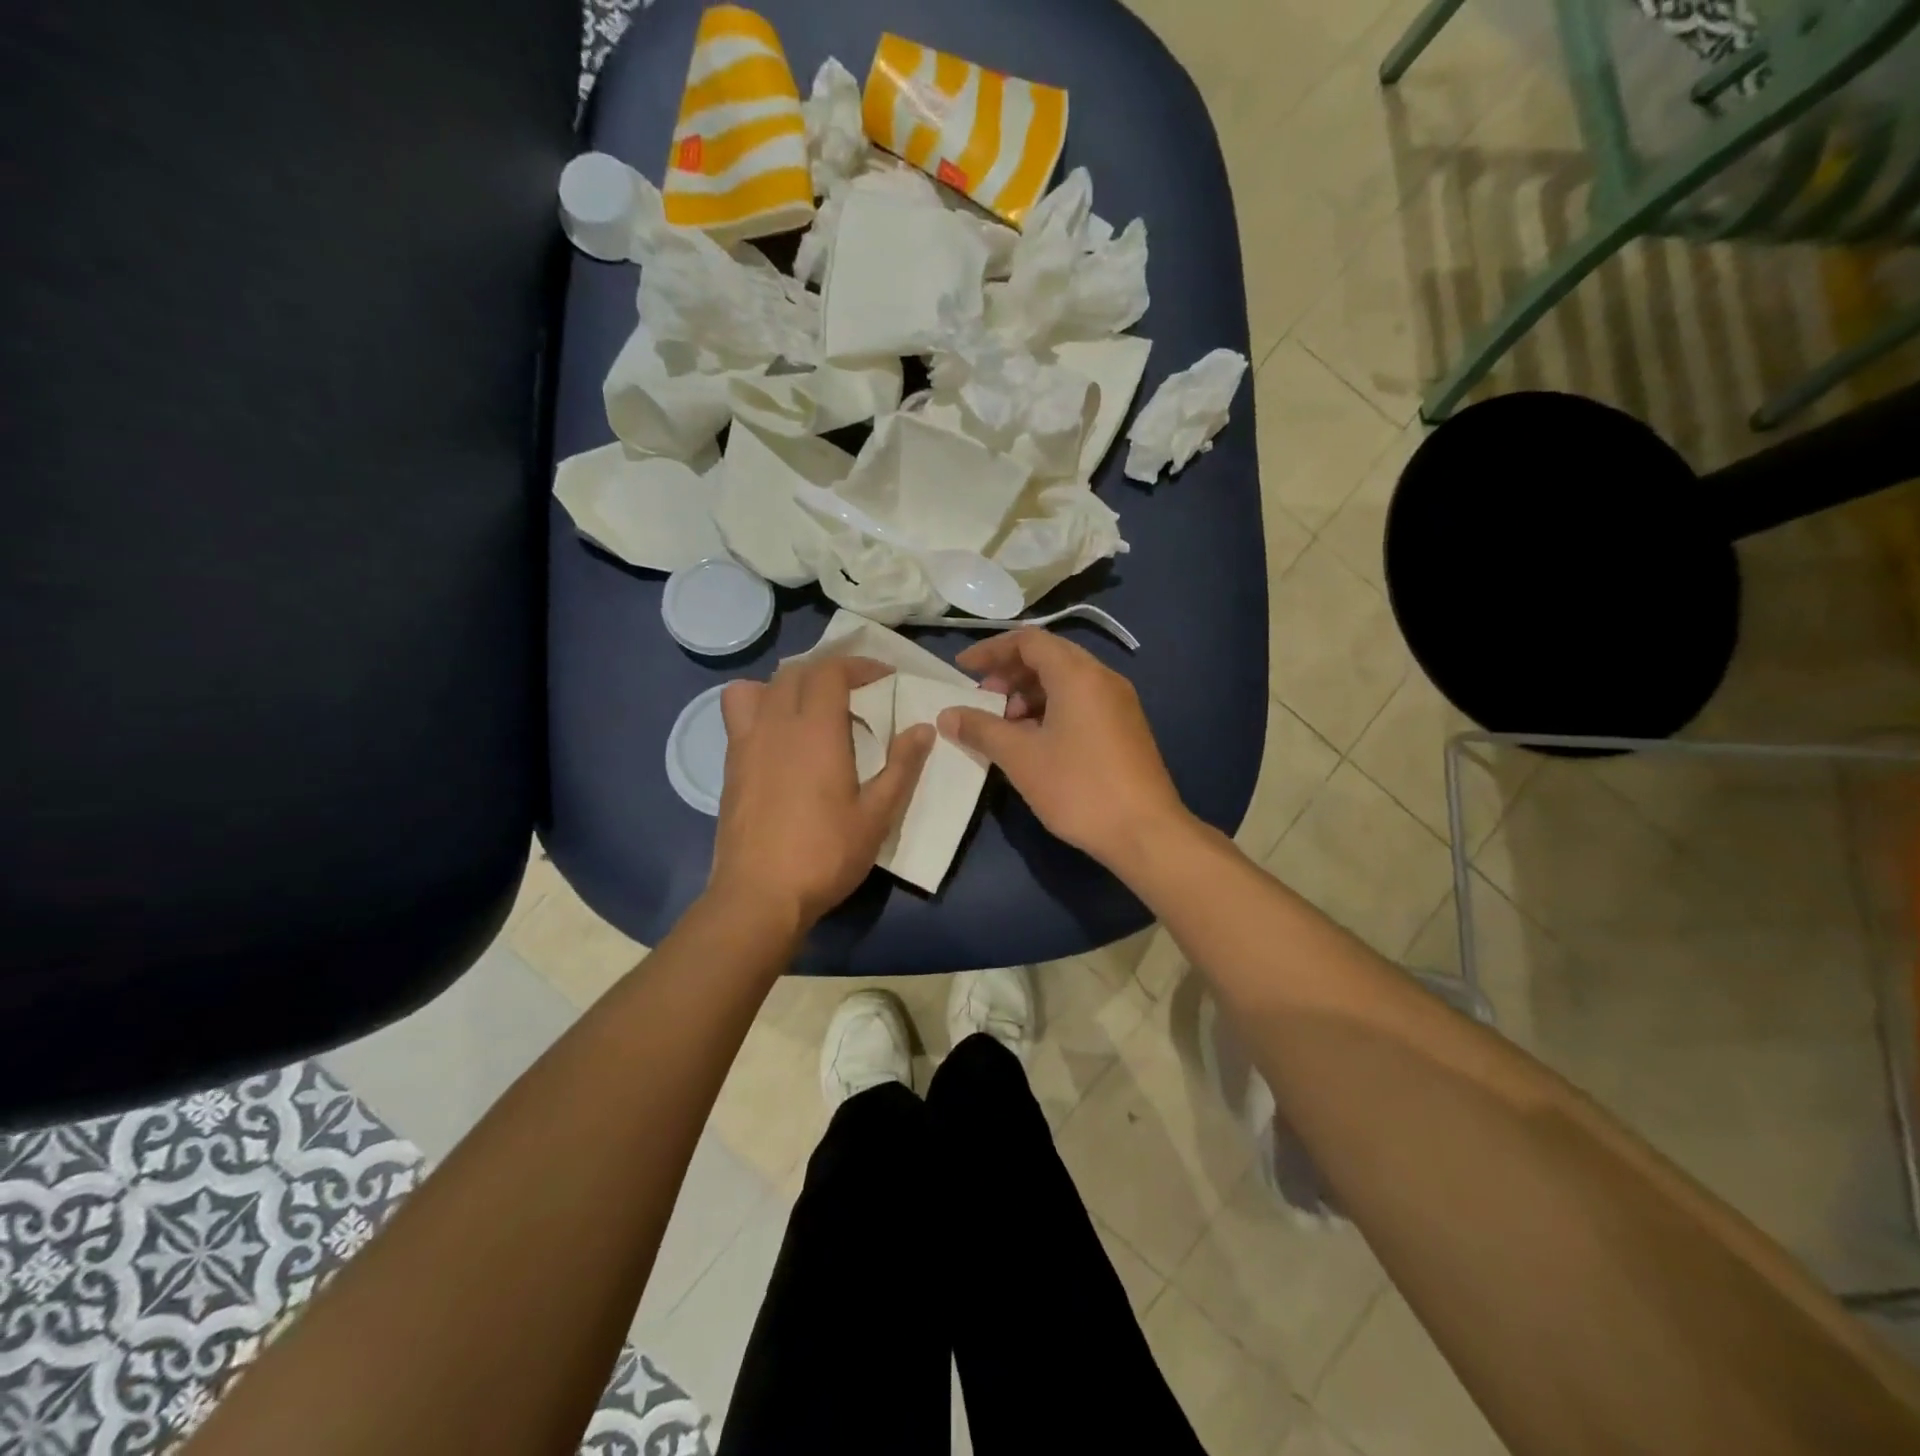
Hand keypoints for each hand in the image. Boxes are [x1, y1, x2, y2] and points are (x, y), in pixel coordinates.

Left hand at [710, 656, 933, 931]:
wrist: (759, 895)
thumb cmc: (825, 855)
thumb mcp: (877, 815)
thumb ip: (902, 767)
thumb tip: (923, 728)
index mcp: (815, 730)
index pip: (831, 671)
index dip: (859, 665)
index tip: (884, 679)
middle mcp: (776, 724)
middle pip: (797, 672)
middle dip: (830, 672)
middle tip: (856, 692)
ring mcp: (746, 742)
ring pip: (760, 686)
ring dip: (789, 684)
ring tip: (810, 707)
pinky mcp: (730, 764)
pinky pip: (738, 713)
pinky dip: (761, 705)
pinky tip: (780, 738)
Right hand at [937, 630, 1189, 869]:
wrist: (1145, 832)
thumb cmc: (1079, 788)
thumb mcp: (1021, 757)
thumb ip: (981, 729)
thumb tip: (947, 715)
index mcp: (1077, 674)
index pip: (1028, 640)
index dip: (991, 650)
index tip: (963, 670)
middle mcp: (1102, 678)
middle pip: (1048, 657)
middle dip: (1009, 674)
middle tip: (982, 700)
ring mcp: (1119, 702)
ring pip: (1065, 681)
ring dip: (1029, 694)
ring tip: (1004, 726)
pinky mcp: (1125, 727)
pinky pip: (1081, 702)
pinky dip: (1051, 709)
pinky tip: (1034, 741)